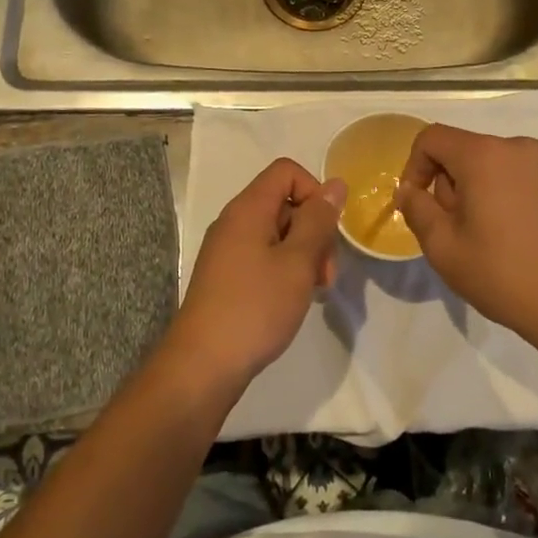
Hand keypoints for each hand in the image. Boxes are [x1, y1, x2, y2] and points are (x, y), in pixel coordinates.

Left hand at [169, 158, 345, 384]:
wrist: (202, 366)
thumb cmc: (255, 308)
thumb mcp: (297, 263)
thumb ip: (318, 221)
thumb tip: (335, 184)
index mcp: (248, 209)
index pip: (286, 171)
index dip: (314, 191)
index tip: (326, 230)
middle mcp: (234, 221)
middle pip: (284, 202)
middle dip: (314, 230)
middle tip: (326, 273)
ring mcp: (227, 250)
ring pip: (277, 232)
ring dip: (303, 254)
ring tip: (314, 291)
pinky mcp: (226, 276)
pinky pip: (263, 255)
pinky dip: (285, 269)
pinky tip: (293, 299)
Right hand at [394, 126, 537, 344]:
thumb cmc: (500, 273)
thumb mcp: (442, 246)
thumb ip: (417, 208)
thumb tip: (409, 189)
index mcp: (483, 155)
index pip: (432, 138)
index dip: (415, 166)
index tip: (417, 202)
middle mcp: (518, 147)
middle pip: (466, 150)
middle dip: (450, 182)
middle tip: (454, 227)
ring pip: (496, 163)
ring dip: (481, 188)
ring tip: (487, 233)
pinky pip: (524, 176)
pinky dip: (511, 193)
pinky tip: (518, 233)